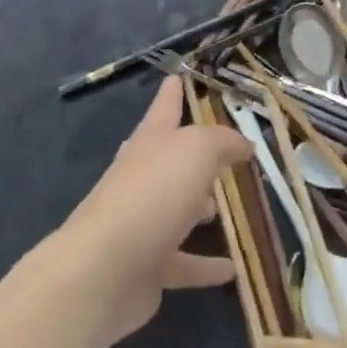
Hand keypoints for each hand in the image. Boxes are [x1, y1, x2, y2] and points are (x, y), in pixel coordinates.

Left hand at [58, 76, 252, 342]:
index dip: (174, 90)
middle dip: (194, 153)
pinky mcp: (147, 267)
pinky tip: (233, 270)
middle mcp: (144, 177)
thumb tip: (244, 145)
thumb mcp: (197, 151)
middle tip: (224, 151)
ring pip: (178, 209)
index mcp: (151, 141)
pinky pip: (184, 262)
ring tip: (229, 207)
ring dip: (201, 208)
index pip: (165, 106)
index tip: (180, 75)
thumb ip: (224, 141)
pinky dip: (207, 265)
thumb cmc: (152, 194)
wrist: (102, 272)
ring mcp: (143, 222)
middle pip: (171, 158)